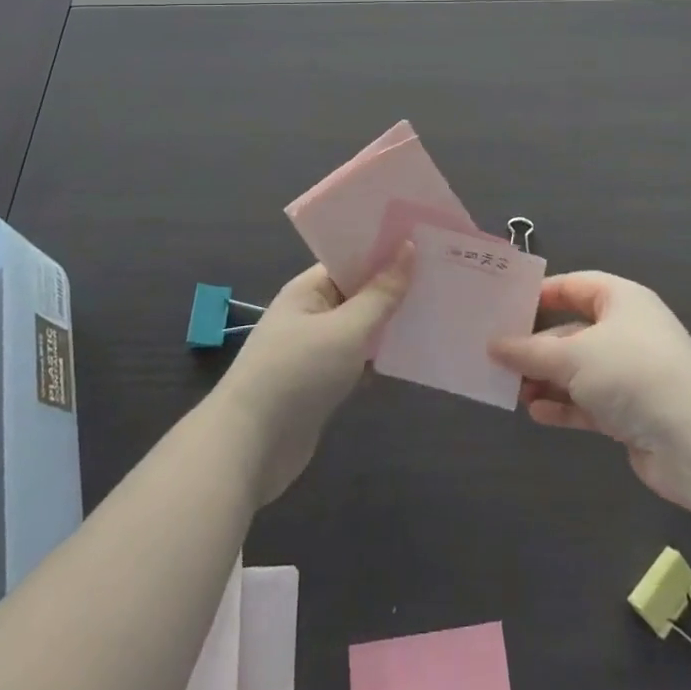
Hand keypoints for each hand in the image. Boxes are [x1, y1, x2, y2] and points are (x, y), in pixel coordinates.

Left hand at [213, 245, 412, 503]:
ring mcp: (315, 350)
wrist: (249, 449)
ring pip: (360, 327)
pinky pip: (357, 359)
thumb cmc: (297, 374)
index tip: (425, 240)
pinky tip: (411, 355)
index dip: (384, 249)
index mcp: (309, 290)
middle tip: (441, 273)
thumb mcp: (346, 330)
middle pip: (358, 292)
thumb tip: (407, 248)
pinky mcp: (321, 384)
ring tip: (436, 309)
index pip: (350, 258)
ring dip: (389, 323)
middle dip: (394, 286)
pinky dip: (379, 357)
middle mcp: (311, 314)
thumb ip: (380, 294)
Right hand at [490, 272, 690, 507]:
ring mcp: (630, 373)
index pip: (573, 286)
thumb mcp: (574, 356)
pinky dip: (564, 406)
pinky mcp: (632, 412)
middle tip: (499, 356)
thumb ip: (530, 352)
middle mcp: (626, 331)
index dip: (540, 295)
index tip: (504, 307)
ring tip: (512, 389)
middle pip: (572, 331)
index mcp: (620, 299)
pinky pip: (589, 402)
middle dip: (537, 346)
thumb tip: (494, 345)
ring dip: (547, 379)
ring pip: (578, 370)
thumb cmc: (632, 373)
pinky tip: (537, 413)